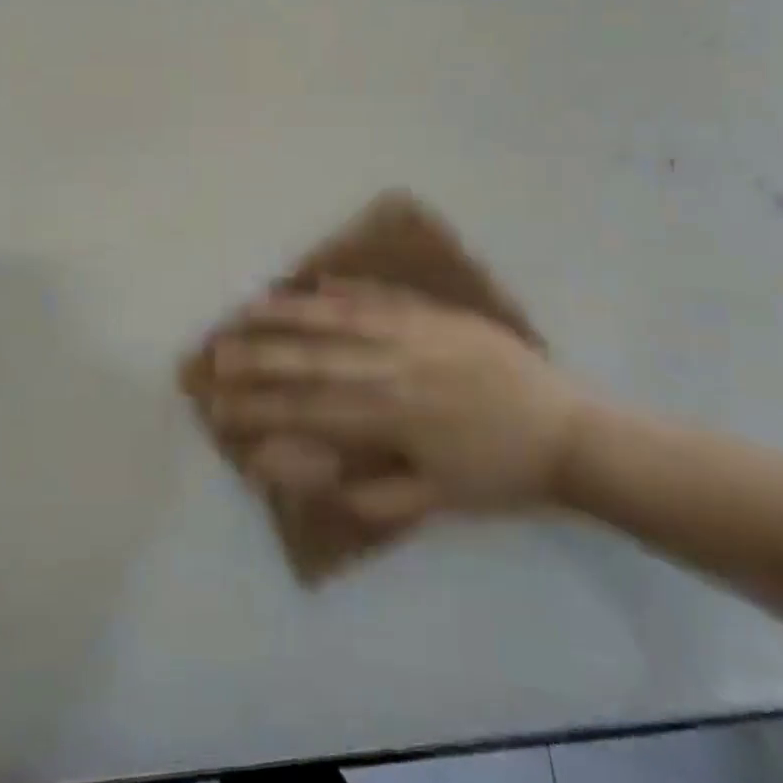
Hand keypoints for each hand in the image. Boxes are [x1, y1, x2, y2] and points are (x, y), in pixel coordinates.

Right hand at [202, 283, 590, 524]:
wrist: (568, 430)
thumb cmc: (498, 474)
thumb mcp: (436, 502)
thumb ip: (369, 495)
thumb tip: (310, 477)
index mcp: (390, 417)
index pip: (308, 410)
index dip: (260, 408)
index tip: (220, 406)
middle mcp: (391, 367)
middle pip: (311, 358)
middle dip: (258, 356)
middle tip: (214, 352)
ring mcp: (413, 333)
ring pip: (338, 318)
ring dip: (289, 313)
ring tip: (248, 307)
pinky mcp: (435, 314)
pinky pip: (381, 296)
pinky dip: (345, 289)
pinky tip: (316, 280)